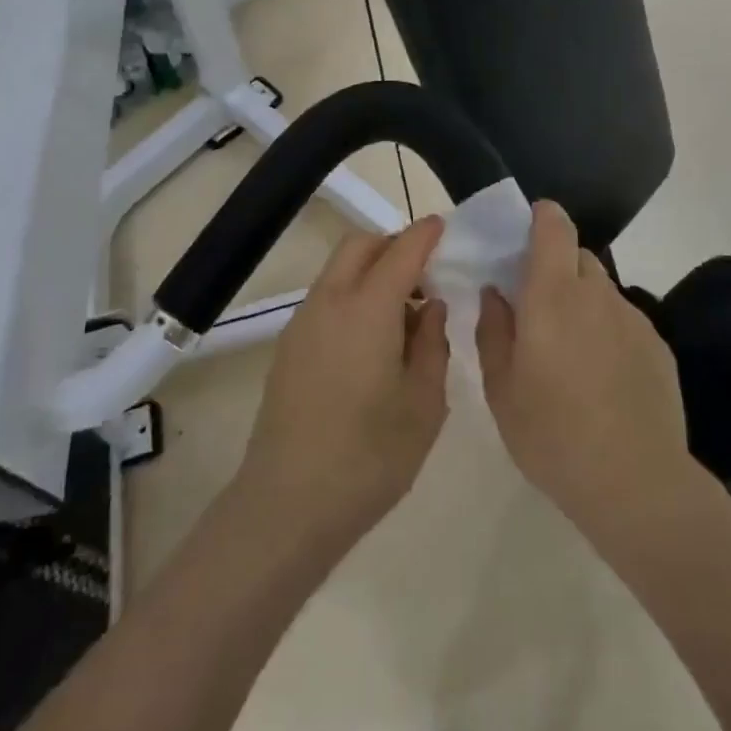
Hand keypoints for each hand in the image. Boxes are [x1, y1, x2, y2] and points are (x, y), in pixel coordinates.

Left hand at [235, 215, 449, 556]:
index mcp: (367, 309)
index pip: (401, 251)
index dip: (425, 234)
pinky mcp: (288, 347)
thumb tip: (429, 308)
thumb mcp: (424, 403)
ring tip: (403, 316)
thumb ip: (432, 344)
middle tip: (425, 275)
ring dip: (371, 272)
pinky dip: (352, 296)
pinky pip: (325, 299)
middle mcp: (329, 302)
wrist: (288, 504)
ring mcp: (302, 323)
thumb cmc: (369, 457)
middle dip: (393, 245)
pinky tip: (372, 343)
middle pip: (359, 245)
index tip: (443, 227)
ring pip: (338, 270)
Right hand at [475, 202, 696, 549]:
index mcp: (552, 296)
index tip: (525, 230)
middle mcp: (596, 295)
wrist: (635, 483)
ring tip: (569, 350)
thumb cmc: (552, 435)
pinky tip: (601, 377)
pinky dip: (606, 330)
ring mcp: (632, 319)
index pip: (555, 227)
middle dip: (555, 266)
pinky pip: (623, 320)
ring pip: (601, 289)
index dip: (542, 217)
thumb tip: (495, 293)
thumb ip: (493, 329)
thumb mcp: (501, 388)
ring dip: (581, 301)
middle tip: (536, 305)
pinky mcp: (657, 345)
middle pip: (577, 256)